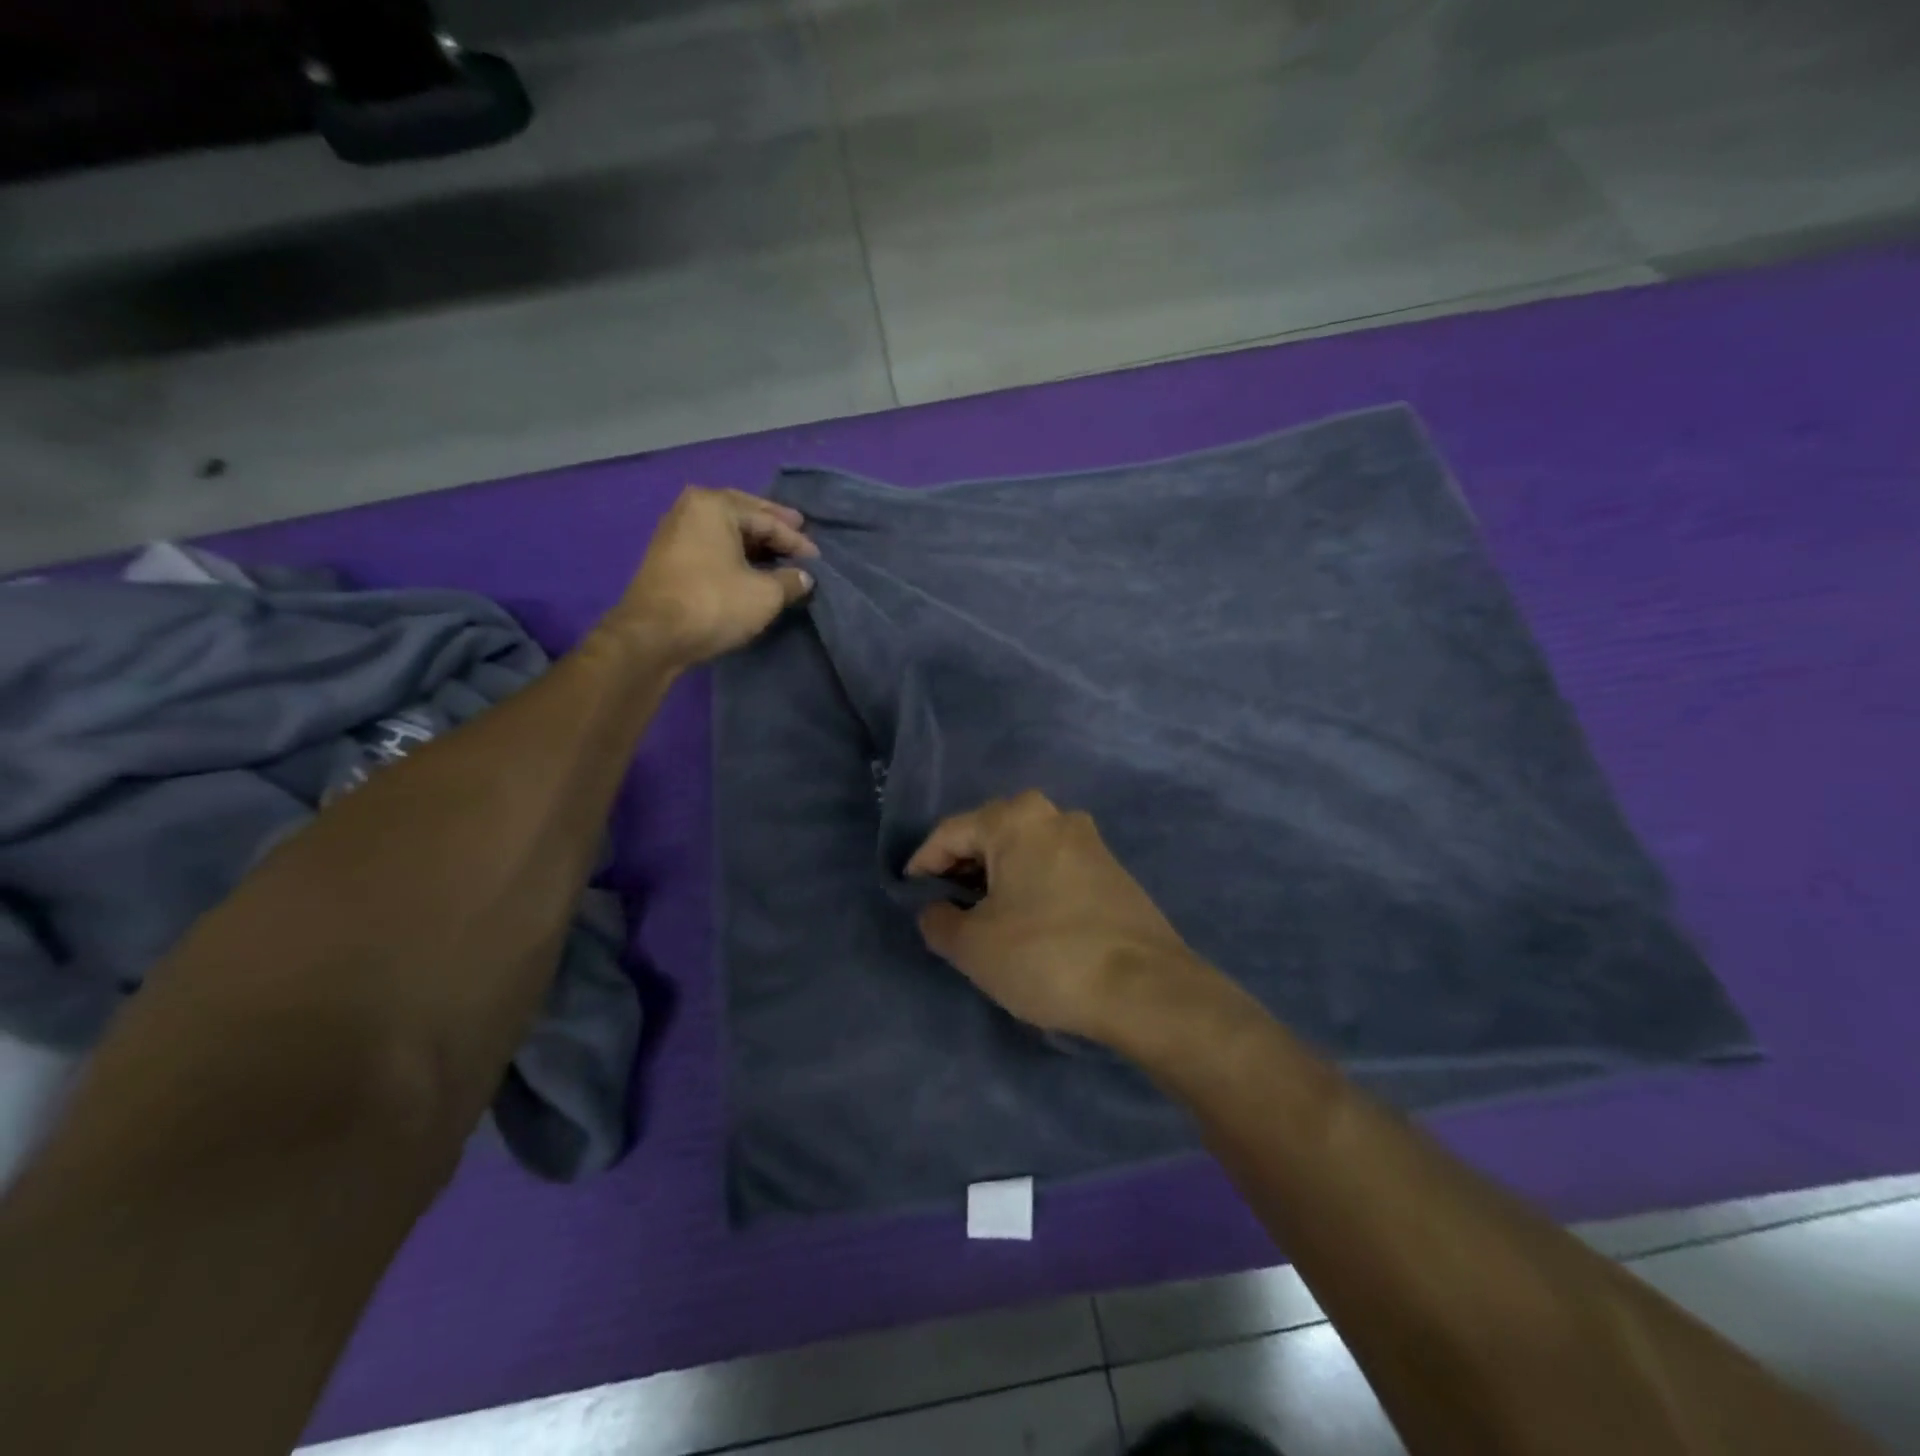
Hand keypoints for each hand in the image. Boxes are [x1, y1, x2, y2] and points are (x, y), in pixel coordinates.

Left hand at [611, 487, 818, 666]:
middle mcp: (691, 509)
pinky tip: (750, 567)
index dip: (796, 540)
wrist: (653, 636)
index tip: (817, 558)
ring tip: (778, 552)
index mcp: (715, 505)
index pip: (767, 519)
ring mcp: (675, 533)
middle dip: (772, 527)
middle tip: (799, 531)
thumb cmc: (714, 603)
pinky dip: (734, 554)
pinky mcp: (668, 558)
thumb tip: (804, 577)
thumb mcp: (765, 594)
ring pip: (726, 532)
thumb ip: (791, 580)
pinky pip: (712, 547)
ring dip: (753, 542)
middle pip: (743, 515)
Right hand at [906, 791, 1215, 1044]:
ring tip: (981, 916)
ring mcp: (1090, 842)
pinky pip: (1053, 867)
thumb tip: (935, 910)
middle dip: (961, 868)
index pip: (950, 832)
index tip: (910, 895)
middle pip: (990, 834)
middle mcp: (1055, 816)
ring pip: (1024, 850)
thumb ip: (938, 921)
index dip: (923, 863)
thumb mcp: (973, 946)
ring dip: (996, 877)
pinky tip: (1025, 920)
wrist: (1146, 989)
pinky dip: (1029, 886)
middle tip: (943, 905)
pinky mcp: (1112, 871)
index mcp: (1016, 819)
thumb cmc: (1046, 956)